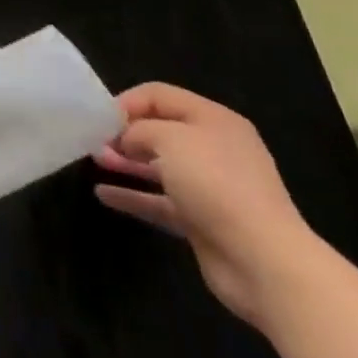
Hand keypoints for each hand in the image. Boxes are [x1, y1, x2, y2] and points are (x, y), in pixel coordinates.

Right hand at [93, 82, 325, 328]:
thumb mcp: (168, 139)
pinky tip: (103, 195)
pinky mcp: (202, 220)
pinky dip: (133, 196)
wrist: (263, 261)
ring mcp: (210, 187)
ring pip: (159, 166)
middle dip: (124, 133)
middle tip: (94, 140)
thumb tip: (124, 139)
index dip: (127, 101)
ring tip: (94, 161)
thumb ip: (137, 129)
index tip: (99, 118)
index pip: (160, 95)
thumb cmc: (215, 184)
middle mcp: (214, 149)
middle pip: (160, 130)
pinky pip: (160, 200)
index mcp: (214, 121)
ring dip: (126, 162)